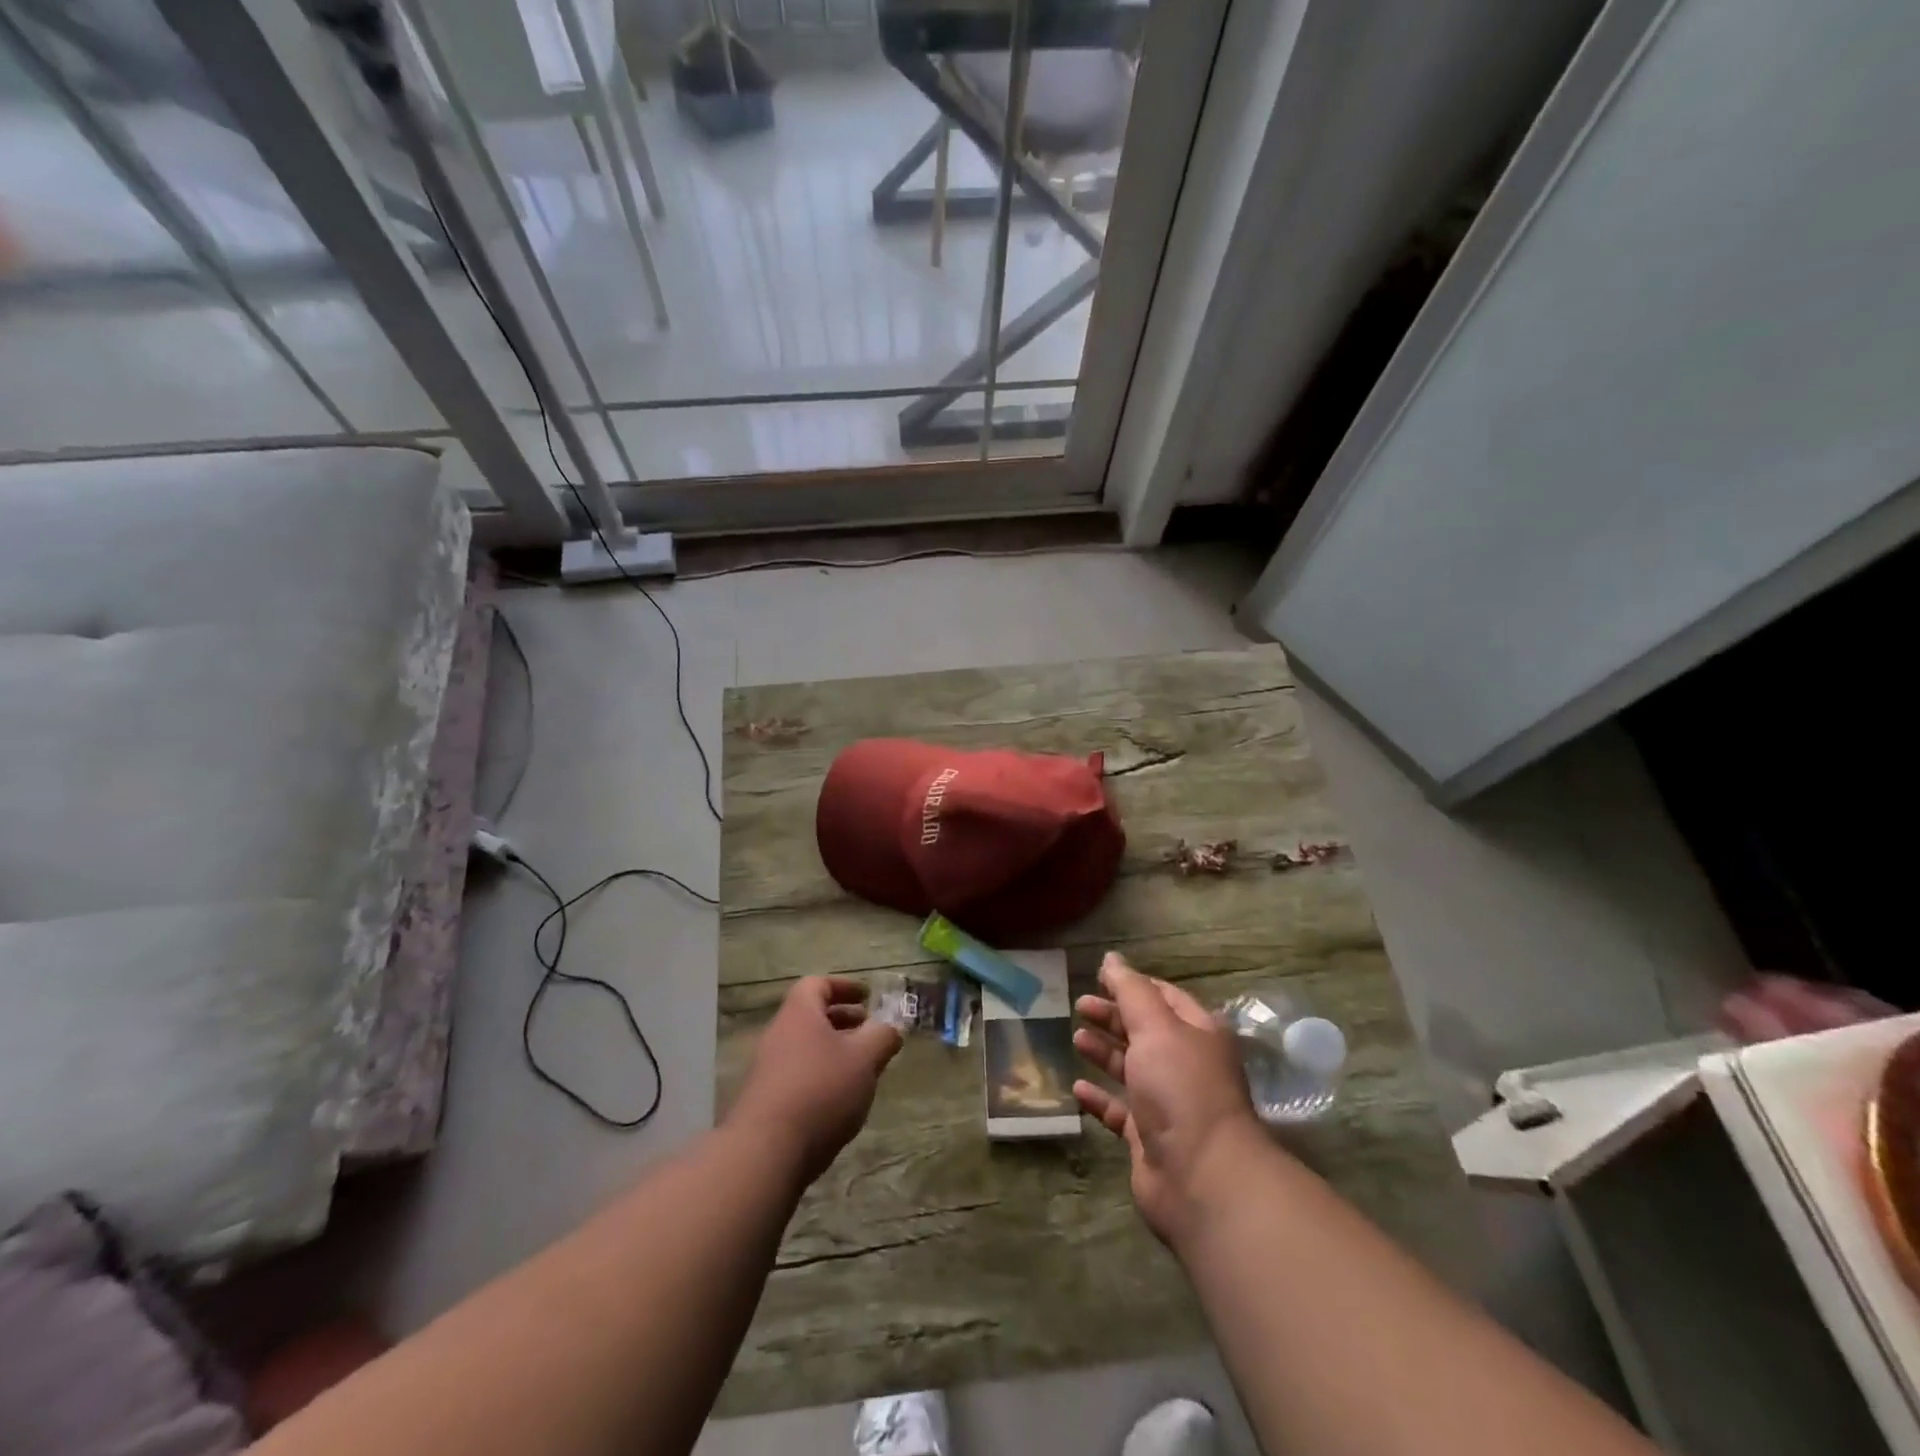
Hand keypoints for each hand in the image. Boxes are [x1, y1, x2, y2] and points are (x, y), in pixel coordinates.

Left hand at [728, 977, 902, 1185]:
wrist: (766, 1152)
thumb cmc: (820, 1090)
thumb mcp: (864, 1058)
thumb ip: (882, 1037)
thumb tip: (891, 1028)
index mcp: (799, 1014)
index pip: (817, 984)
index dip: (844, 986)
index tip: (867, 996)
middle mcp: (778, 1035)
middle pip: (812, 1017)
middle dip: (844, 1021)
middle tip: (871, 1033)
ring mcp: (768, 1070)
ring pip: (807, 1049)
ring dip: (835, 1053)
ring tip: (862, 1071)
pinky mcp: (766, 1102)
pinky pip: (799, 1077)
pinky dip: (822, 1078)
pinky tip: (841, 1102)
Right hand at [1073, 953, 1264, 1248]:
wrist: (1202, 1177)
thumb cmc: (1181, 1088)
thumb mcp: (1155, 1027)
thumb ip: (1130, 990)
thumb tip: (1112, 958)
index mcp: (1197, 1033)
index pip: (1163, 997)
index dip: (1132, 984)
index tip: (1098, 977)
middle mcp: (1185, 1065)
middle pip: (1145, 1031)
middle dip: (1113, 1016)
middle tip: (1079, 1005)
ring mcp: (1168, 1104)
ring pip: (1131, 1069)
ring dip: (1104, 1052)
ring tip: (1075, 1038)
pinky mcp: (1149, 1139)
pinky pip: (1120, 1111)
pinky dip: (1099, 1098)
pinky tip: (1077, 1088)